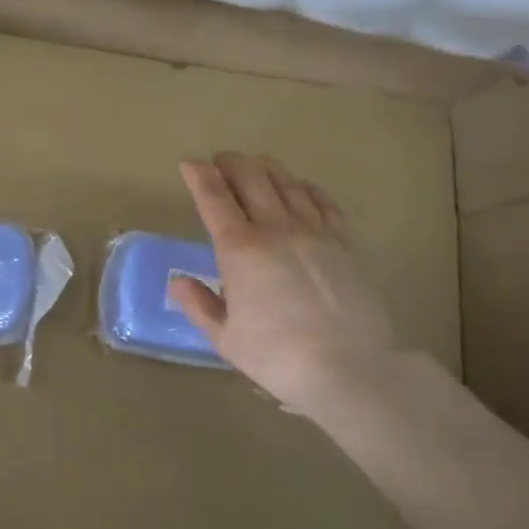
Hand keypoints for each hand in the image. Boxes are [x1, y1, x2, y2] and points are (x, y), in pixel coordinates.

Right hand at [170, 152, 400, 412]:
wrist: (349, 368)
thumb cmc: (277, 356)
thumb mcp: (225, 338)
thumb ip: (199, 305)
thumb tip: (179, 281)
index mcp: (240, 249)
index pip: (215, 199)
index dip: (199, 176)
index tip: (188, 163)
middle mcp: (276, 229)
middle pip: (252, 179)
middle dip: (231, 163)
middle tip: (219, 160)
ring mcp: (314, 232)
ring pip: (287, 184)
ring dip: (266, 168)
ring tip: (255, 164)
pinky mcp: (342, 243)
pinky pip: (322, 202)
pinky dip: (305, 187)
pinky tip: (300, 187)